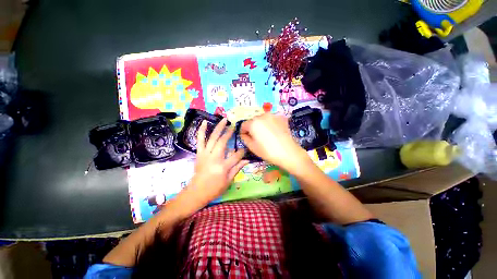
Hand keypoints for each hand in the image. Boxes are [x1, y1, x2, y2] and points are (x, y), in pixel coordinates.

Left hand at [174, 119, 248, 215]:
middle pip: (222, 142)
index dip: (241, 152)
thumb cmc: (214, 188)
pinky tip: (204, 122)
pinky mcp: (199, 153)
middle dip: (229, 132)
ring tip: (223, 119)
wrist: (196, 192)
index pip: (236, 156)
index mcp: (223, 167)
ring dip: (218, 128)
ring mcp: (205, 154)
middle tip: (234, 125)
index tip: (245, 149)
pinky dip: (202, 130)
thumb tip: (247, 160)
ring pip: (212, 138)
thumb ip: (237, 168)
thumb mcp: (228, 181)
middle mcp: (214, 158)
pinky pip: (200, 140)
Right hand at [240, 113, 311, 173]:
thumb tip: (243, 134)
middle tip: (257, 138)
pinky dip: (270, 124)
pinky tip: (274, 132)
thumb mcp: (252, 147)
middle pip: (253, 121)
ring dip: (261, 125)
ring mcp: (273, 115)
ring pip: (262, 119)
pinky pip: (271, 119)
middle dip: (252, 128)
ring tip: (266, 135)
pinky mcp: (281, 117)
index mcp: (253, 123)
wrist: (288, 152)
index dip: (243, 132)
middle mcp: (262, 115)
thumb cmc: (268, 151)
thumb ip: (244, 138)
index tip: (246, 138)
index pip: (243, 125)